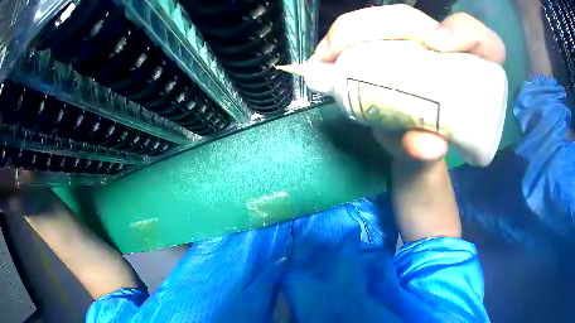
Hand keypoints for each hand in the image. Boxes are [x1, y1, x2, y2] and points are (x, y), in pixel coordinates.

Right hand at [312, 5, 505, 160]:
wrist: (413, 147)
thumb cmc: (431, 147)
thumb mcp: (432, 156)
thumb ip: (429, 155)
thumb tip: (424, 145)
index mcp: (469, 71)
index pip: (481, 40)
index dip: (464, 32)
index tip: (436, 46)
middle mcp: (441, 49)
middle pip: (414, 20)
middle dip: (374, 25)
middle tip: (338, 51)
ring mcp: (413, 46)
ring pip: (386, 21)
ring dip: (349, 31)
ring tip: (324, 56)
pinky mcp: (390, 49)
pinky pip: (366, 34)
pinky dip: (342, 41)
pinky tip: (324, 56)